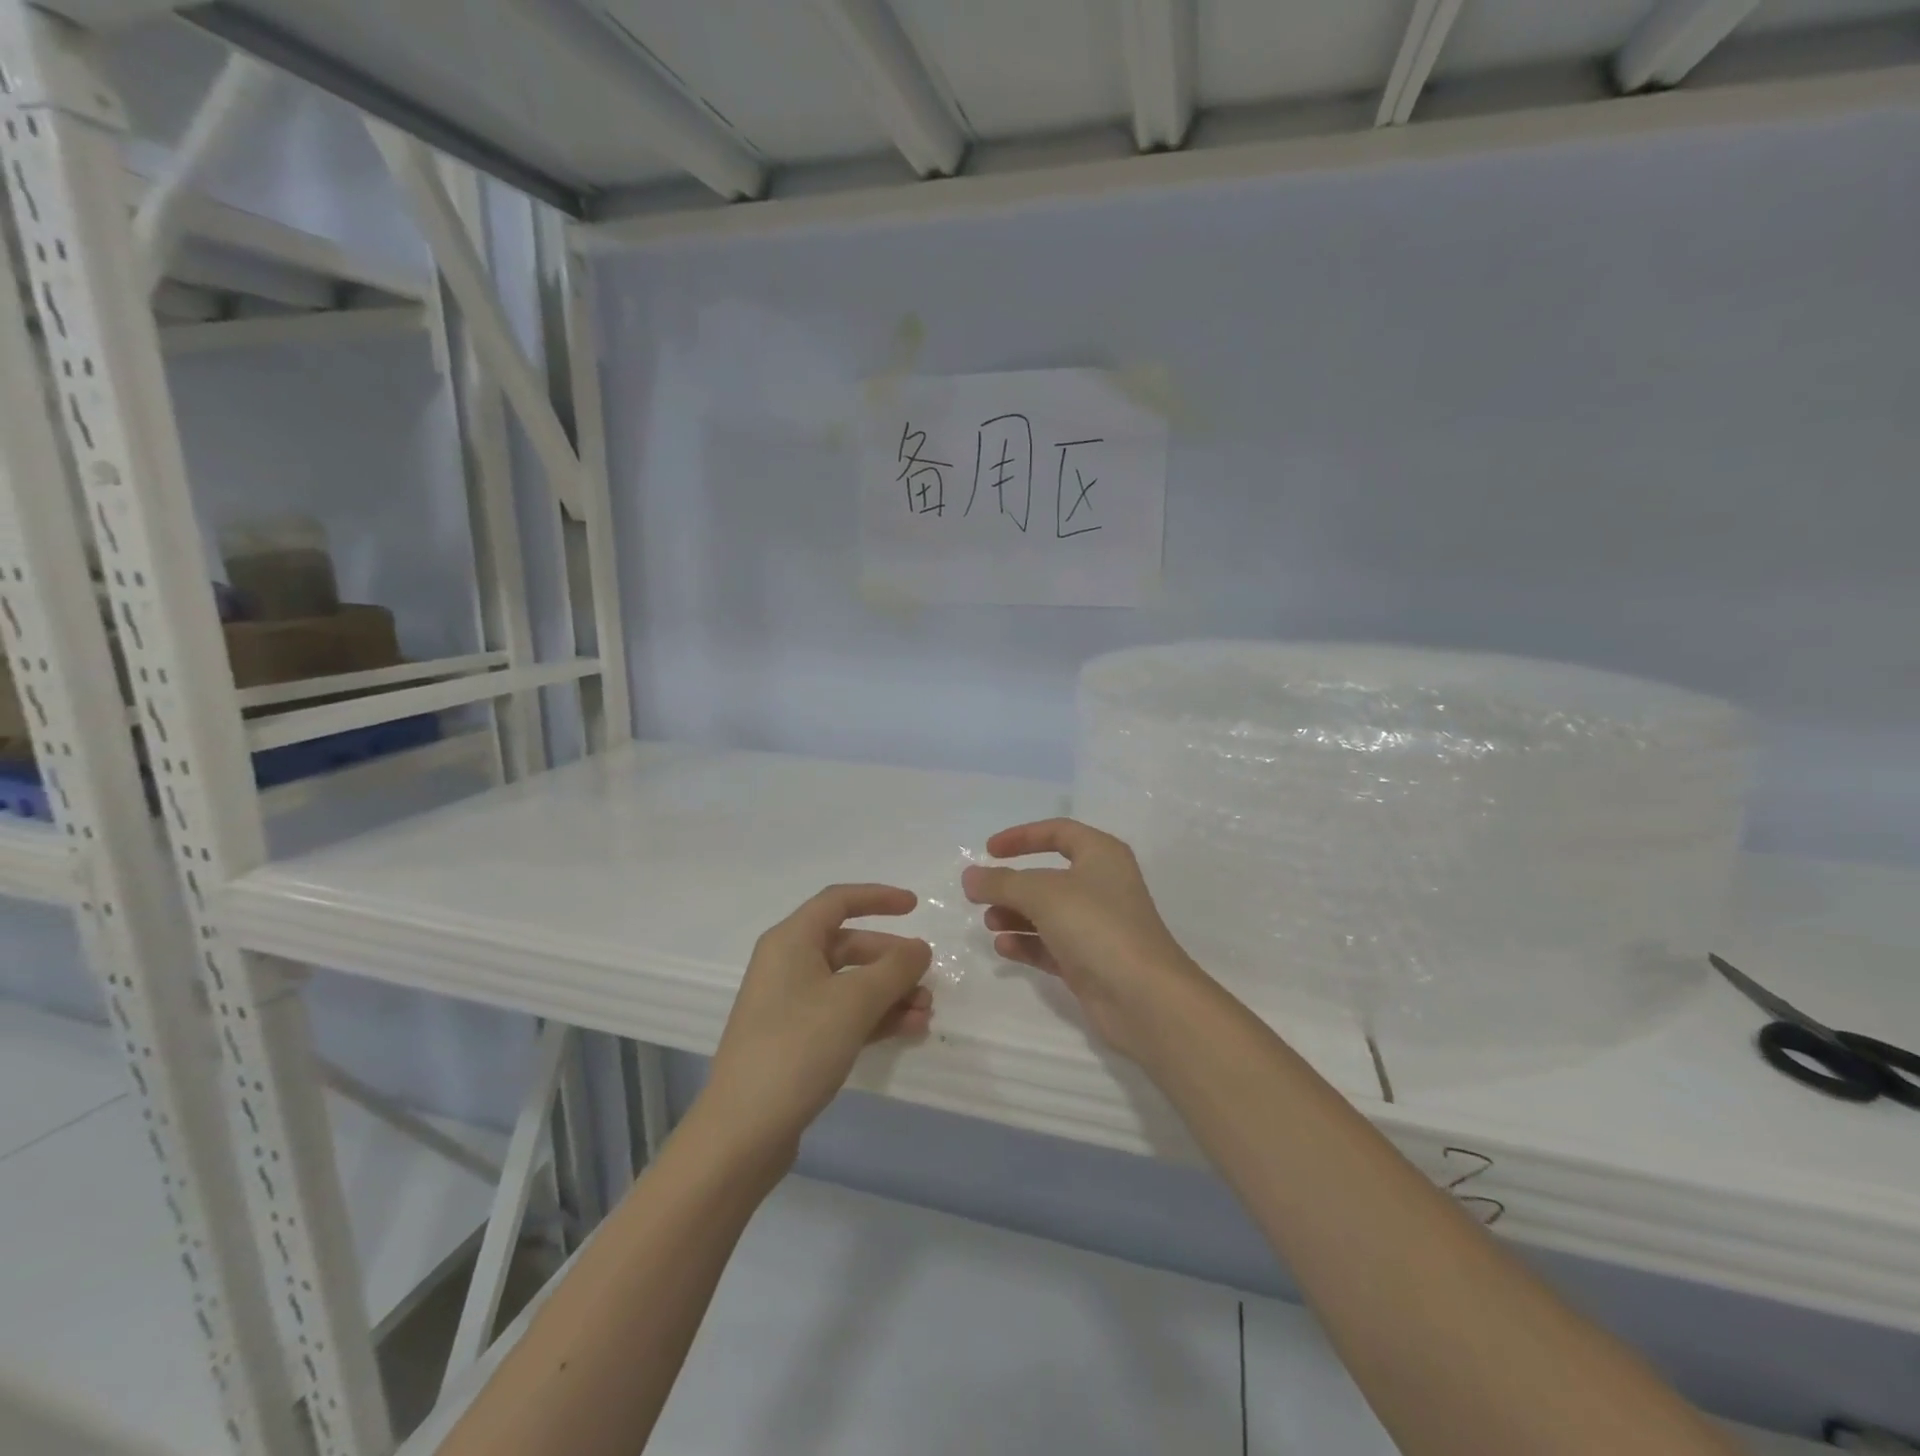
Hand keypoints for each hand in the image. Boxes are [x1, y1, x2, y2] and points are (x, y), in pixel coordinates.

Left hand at [700, 884, 932, 1161]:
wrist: (743, 1132)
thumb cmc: (797, 1048)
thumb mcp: (854, 1002)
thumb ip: (894, 968)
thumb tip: (919, 948)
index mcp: (791, 941)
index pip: (838, 901)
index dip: (878, 898)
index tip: (916, 907)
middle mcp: (788, 965)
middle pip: (849, 946)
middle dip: (892, 960)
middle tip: (927, 979)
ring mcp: (790, 1005)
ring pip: (850, 984)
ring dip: (890, 993)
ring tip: (925, 1013)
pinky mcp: (796, 1041)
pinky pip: (843, 1014)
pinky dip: (875, 1017)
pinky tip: (908, 1030)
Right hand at [962, 819, 1211, 1064]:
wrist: (1144, 997)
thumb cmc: (1097, 926)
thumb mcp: (1042, 894)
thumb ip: (1002, 882)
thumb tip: (970, 876)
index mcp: (1101, 855)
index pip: (1058, 833)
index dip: (1022, 837)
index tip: (989, 850)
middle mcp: (1102, 886)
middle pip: (1048, 877)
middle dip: (1013, 885)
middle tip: (980, 896)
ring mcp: (1097, 926)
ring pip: (1047, 913)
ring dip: (1016, 915)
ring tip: (990, 923)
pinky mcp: (1090, 962)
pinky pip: (1051, 945)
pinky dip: (1027, 943)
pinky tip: (1003, 947)